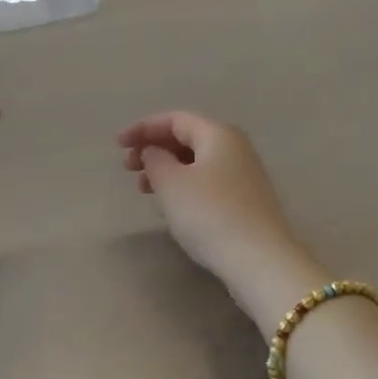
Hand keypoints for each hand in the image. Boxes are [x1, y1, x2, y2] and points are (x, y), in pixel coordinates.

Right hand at [118, 111, 320, 321]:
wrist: (259, 260)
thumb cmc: (209, 214)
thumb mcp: (171, 183)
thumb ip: (155, 160)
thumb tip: (154, 152)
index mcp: (218, 134)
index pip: (175, 119)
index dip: (143, 128)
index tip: (118, 145)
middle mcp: (235, 148)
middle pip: (187, 138)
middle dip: (154, 148)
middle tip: (128, 168)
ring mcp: (244, 175)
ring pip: (196, 161)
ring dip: (166, 169)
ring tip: (143, 189)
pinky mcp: (245, 201)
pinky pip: (207, 181)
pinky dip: (183, 185)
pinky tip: (170, 204)